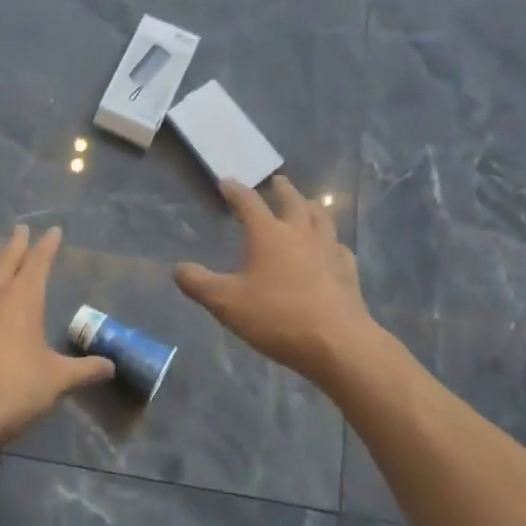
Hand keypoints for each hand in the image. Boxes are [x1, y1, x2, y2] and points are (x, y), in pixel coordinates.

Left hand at [0, 224, 114, 448]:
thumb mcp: (57, 381)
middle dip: (16, 244)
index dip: (47, 245)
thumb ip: (84, 370)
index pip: (38, 262)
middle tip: (21, 229)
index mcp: (23, 299)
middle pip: (6, 260)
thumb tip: (111, 366)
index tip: (54, 230)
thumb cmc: (14, 390)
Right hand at [175, 177, 374, 387]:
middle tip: (277, 182)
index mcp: (269, 234)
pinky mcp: (347, 271)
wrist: (337, 343)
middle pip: (292, 201)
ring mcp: (329, 250)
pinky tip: (332, 249)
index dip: (236, 190)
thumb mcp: (226, 303)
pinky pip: (339, 248)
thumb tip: (178, 268)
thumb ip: (199, 284)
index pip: (249, 201)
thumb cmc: (277, 317)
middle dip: (282, 189)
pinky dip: (332, 243)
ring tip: (307, 205)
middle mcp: (300, 233)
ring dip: (311, 207)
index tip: (227, 183)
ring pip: (322, 218)